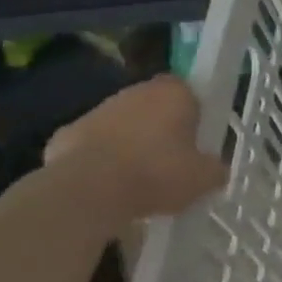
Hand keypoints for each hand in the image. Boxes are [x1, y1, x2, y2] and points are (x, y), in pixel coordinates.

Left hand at [44, 76, 227, 219]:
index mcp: (174, 93)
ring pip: (122, 123)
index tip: (196, 137)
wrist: (88, 191)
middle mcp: (135, 92)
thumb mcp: (204, 179)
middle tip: (172, 160)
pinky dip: (99, 160)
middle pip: (153, 105)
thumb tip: (214, 170)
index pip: (188, 90)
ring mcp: (97, 111)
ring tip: (139, 179)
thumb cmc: (157, 174)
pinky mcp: (66, 134)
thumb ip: (215, 169)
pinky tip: (106, 186)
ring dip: (130, 142)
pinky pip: (92, 145)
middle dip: (161, 127)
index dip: (193, 112)